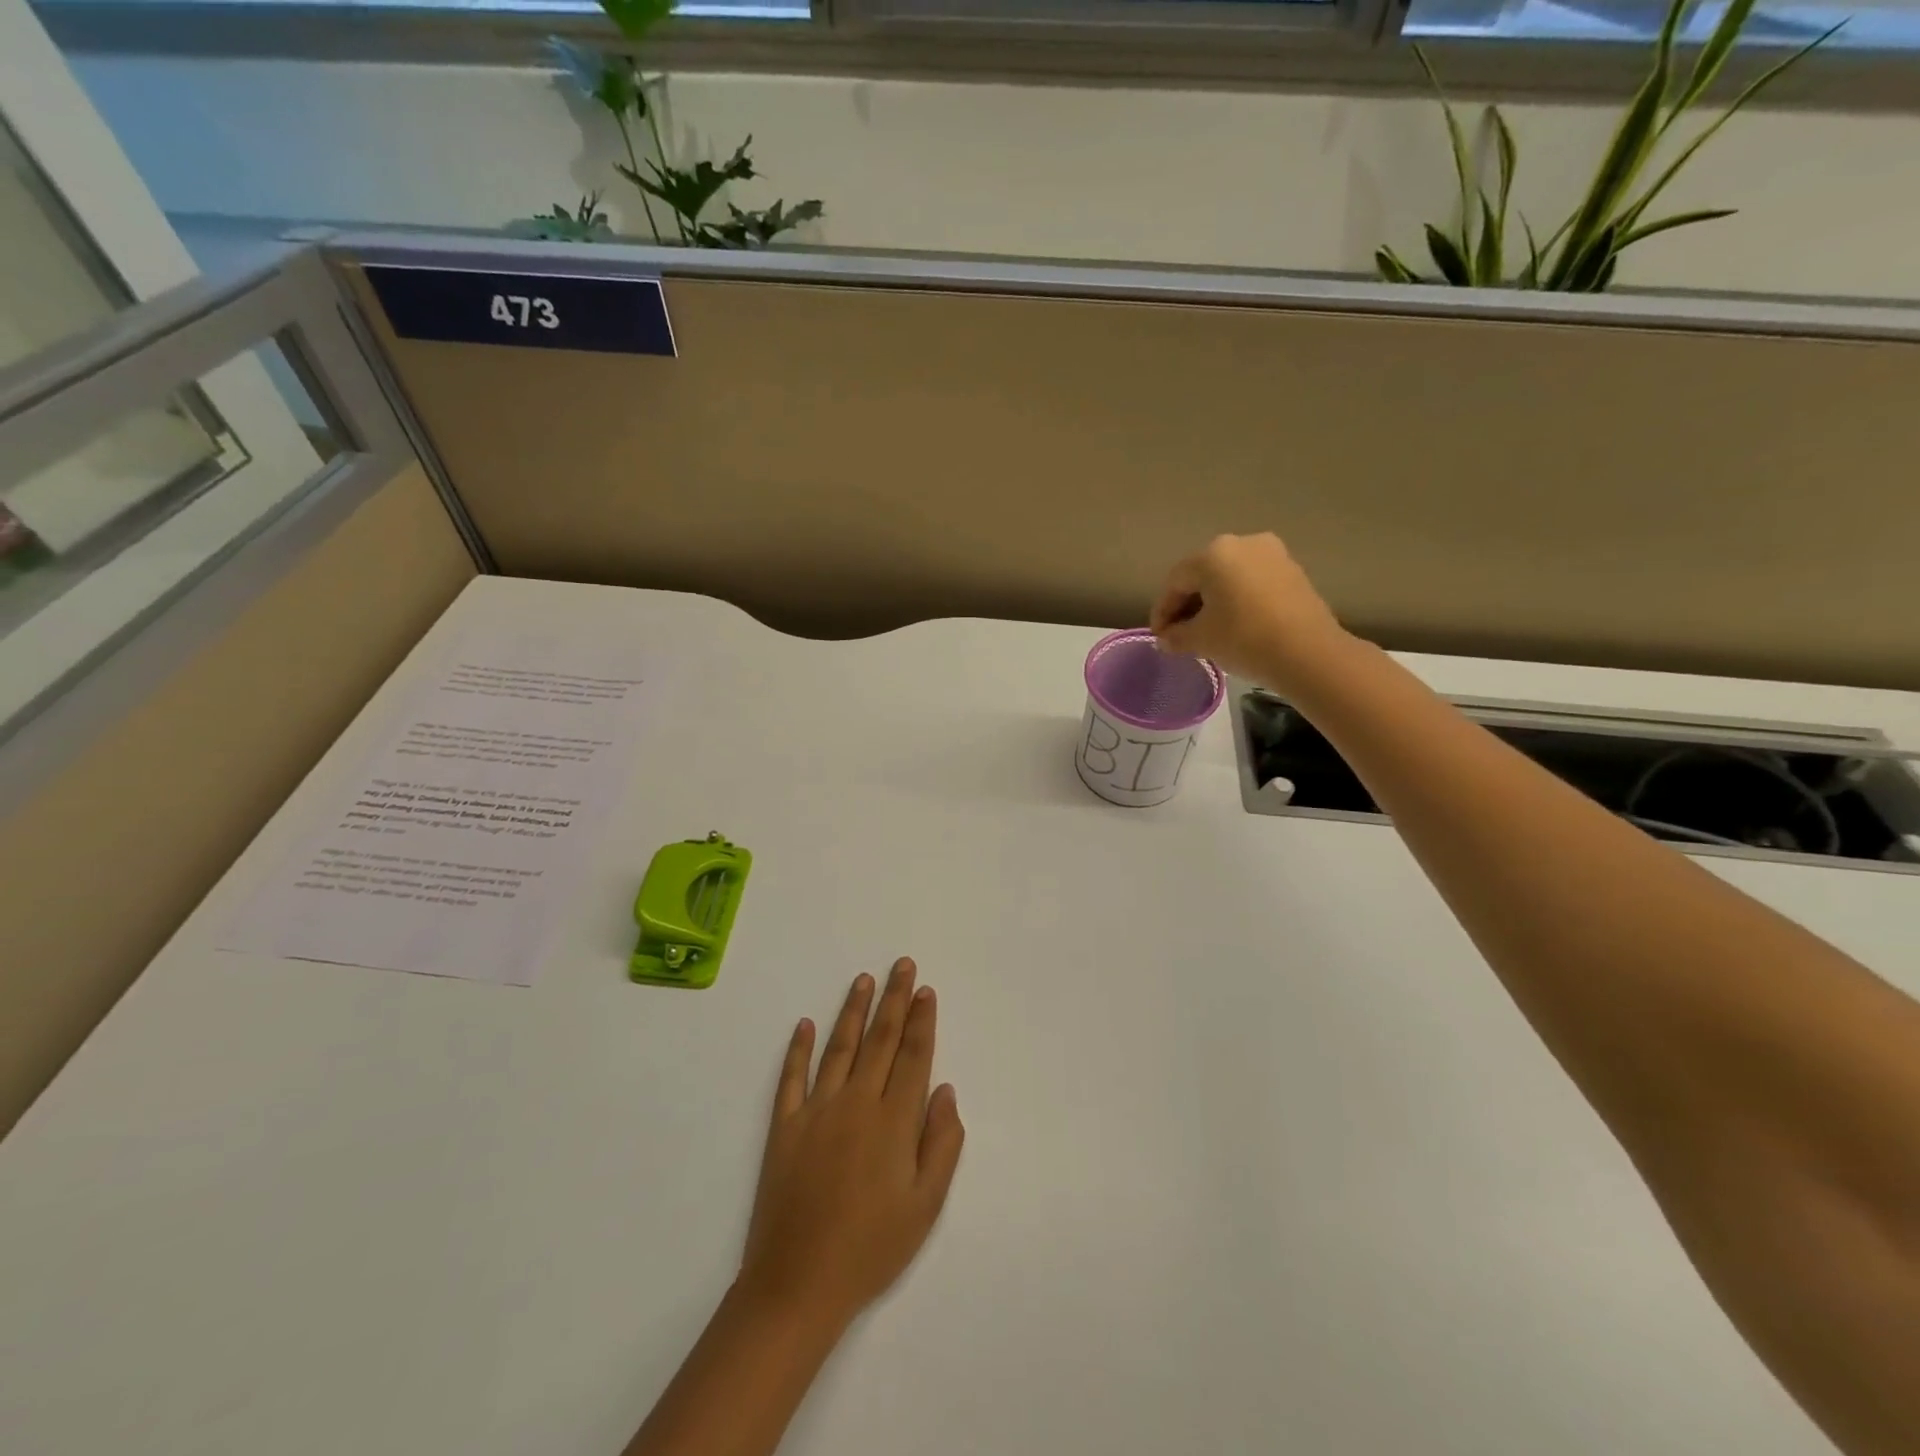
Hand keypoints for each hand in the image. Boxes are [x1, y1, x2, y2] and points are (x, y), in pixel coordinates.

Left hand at [739, 959, 964, 1331]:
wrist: (798, 1284)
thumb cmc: (872, 1248)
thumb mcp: (925, 1206)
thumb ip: (941, 1143)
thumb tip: (944, 1090)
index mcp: (893, 1121)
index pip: (912, 1056)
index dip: (921, 1021)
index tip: (925, 990)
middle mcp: (856, 1102)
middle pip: (880, 1039)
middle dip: (894, 999)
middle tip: (902, 965)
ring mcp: (816, 1110)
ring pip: (840, 1047)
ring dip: (853, 1011)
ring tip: (864, 979)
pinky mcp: (784, 1126)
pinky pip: (791, 1077)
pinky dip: (797, 1049)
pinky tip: (804, 1024)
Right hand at [1149, 532, 1349, 688]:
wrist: (1308, 654)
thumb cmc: (1244, 639)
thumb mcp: (1200, 640)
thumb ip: (1176, 636)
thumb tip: (1166, 638)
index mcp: (1213, 554)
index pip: (1175, 581)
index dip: (1162, 611)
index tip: (1159, 637)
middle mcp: (1242, 544)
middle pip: (1202, 575)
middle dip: (1187, 604)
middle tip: (1178, 634)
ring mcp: (1271, 554)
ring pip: (1228, 578)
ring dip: (1212, 602)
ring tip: (1206, 631)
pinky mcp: (1292, 570)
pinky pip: (1252, 582)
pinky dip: (1237, 600)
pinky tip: (1233, 624)